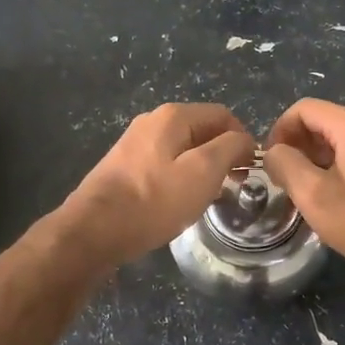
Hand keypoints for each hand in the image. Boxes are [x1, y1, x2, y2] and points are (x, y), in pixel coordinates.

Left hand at [61, 103, 257, 269]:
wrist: (94, 229)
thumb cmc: (155, 200)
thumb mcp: (204, 172)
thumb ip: (231, 147)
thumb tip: (244, 139)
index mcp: (173, 116)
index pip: (222, 115)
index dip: (243, 139)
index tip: (250, 170)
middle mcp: (152, 121)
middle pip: (201, 130)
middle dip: (222, 154)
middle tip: (233, 185)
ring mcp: (134, 143)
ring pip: (182, 148)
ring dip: (201, 168)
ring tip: (209, 197)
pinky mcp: (124, 167)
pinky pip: (163, 164)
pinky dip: (179, 178)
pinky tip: (179, 202)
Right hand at [263, 98, 344, 281]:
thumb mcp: (314, 194)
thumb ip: (285, 164)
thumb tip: (273, 153)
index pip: (302, 109)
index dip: (279, 131)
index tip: (269, 163)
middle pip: (320, 121)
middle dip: (295, 145)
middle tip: (282, 179)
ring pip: (335, 139)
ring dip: (312, 159)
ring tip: (302, 191)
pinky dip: (332, 167)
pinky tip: (329, 197)